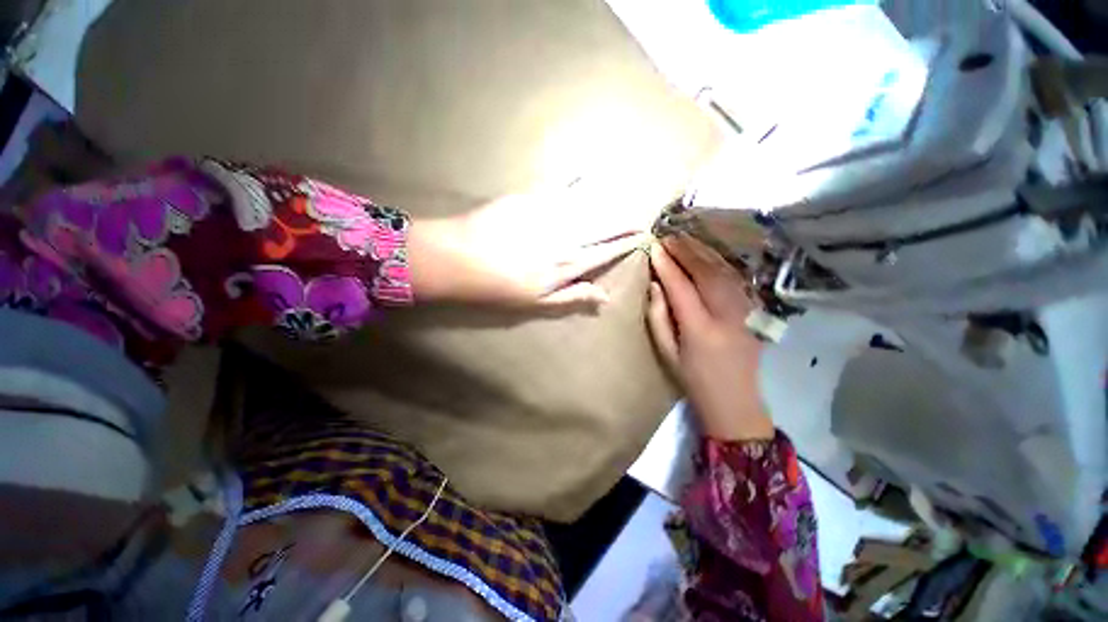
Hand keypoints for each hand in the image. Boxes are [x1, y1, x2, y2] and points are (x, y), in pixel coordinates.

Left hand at [409, 191, 646, 308]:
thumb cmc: (501, 287)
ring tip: (627, 194)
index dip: (625, 242)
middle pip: (604, 225)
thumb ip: (574, 297)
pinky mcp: (532, 197)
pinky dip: (578, 179)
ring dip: (610, 199)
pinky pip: (562, 185)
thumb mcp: (539, 302)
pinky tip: (589, 173)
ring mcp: (551, 213)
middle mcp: (568, 236)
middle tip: (641, 214)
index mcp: (570, 264)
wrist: (462, 258)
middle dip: (625, 220)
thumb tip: (605, 297)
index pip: (607, 250)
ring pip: (590, 204)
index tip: (640, 235)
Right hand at [647, 234, 773, 440]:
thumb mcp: (667, 353)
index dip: (667, 266)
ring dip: (704, 253)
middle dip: (687, 251)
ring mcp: (745, 313)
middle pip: (707, 273)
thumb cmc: (693, 381)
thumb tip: (656, 285)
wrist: (736, 404)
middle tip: (670, 237)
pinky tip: (709, 256)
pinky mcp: (754, 313)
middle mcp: (726, 316)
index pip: (681, 287)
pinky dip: (720, 264)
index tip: (654, 248)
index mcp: (700, 330)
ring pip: (725, 272)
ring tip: (686, 240)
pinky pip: (736, 280)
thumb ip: (658, 317)